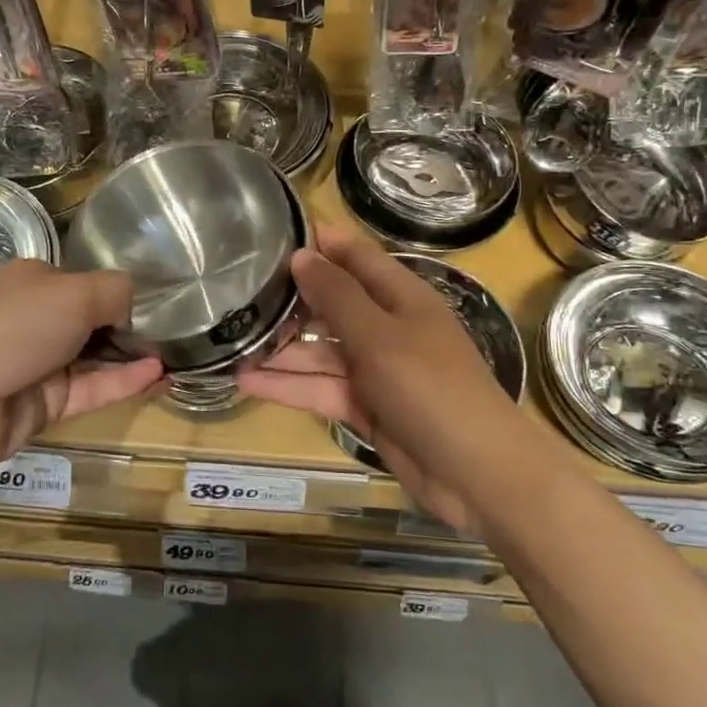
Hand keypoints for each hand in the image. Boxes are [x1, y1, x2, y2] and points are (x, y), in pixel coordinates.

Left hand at [0, 259, 161, 479]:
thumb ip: (114, 293)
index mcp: (35, 282)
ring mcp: (39, 364)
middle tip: (179, 334)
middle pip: (93, 322)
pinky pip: (91, 390)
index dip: (121, 295)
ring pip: (96, 359)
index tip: (159, 306)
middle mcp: (37, 319)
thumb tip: (131, 308)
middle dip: (131, 328)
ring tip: (179, 357)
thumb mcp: (72, 293)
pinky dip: (123, 382)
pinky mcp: (43, 405)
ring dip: (134, 357)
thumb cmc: (9, 327)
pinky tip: (158, 376)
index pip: (88, 284)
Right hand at [239, 227, 521, 529]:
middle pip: (332, 302)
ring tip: (229, 338)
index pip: (355, 254)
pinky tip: (245, 380)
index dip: (319, 240)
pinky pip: (320, 388)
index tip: (271, 231)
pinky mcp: (365, 407)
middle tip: (235, 289)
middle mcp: (386, 326)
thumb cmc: (432, 389)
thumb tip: (302, 254)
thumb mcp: (380, 336)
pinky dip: (287, 385)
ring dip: (280, 346)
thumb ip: (337, 296)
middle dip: (290, 296)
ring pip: (320, 349)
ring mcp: (375, 369)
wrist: (478, 475)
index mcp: (400, 296)